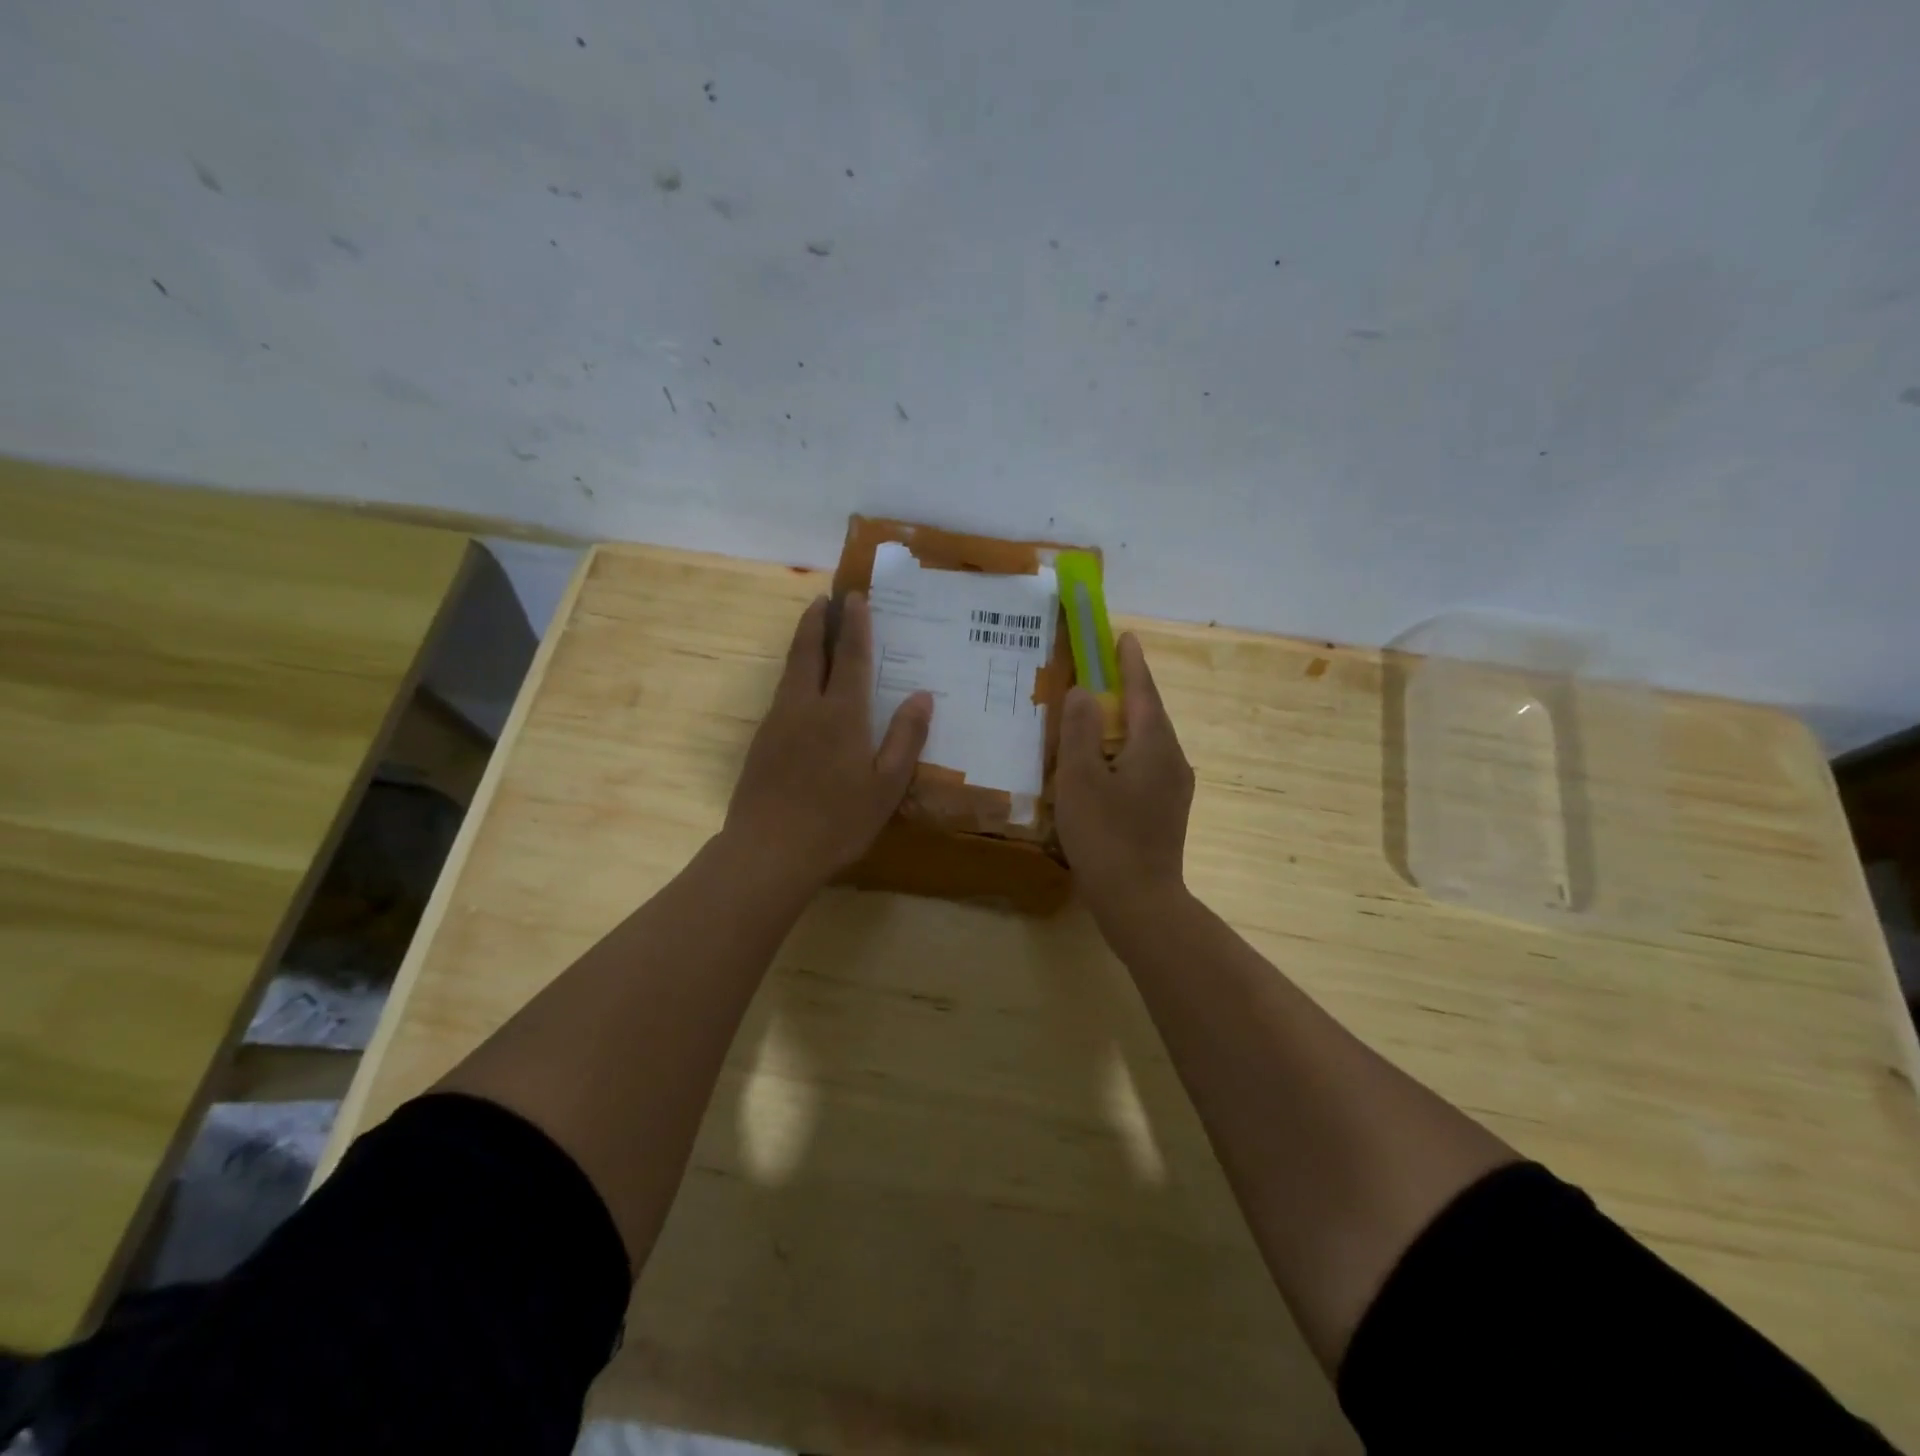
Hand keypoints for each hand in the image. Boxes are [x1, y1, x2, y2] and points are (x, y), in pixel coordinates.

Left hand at [724, 593, 932, 891]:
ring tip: (811, 628)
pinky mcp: (761, 742)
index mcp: (842, 714)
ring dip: (802, 643)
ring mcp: (778, 722)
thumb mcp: (886, 785)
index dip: (855, 626)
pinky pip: (781, 693)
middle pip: (810, 652)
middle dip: (817, 622)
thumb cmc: (837, 821)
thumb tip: (923, 696)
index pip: (851, 657)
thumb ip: (905, 738)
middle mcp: (806, 707)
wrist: (769, 851)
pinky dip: (793, 673)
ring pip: (790, 670)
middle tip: (824, 599)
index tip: (855, 598)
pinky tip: (799, 685)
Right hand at [1055, 632, 1194, 926]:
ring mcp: (1174, 787)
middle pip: (1149, 713)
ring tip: (1098, 714)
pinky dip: (1125, 750)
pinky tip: (1105, 763)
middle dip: (1128, 689)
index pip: (1142, 691)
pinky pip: (1146, 763)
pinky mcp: (1166, 809)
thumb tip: (1086, 692)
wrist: (1139, 900)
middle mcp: (1172, 759)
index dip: (1130, 663)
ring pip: (1147, 741)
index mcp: (1153, 745)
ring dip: (1125, 721)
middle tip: (1103, 670)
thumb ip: (1080, 730)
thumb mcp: (1080, 779)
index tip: (1124, 636)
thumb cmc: (1105, 835)